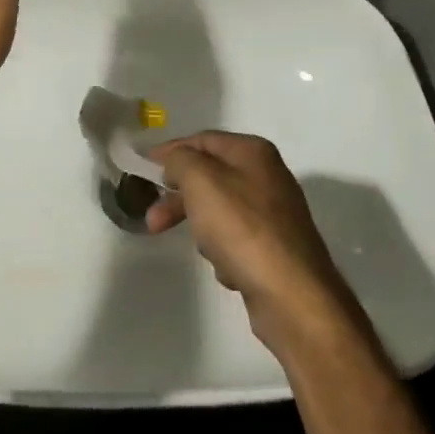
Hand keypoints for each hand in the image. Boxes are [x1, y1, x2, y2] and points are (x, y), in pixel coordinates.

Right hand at [147, 132, 348, 350]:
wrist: (291, 293)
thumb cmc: (241, 228)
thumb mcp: (201, 181)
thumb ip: (181, 160)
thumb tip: (176, 160)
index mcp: (253, 152)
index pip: (202, 140)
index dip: (170, 151)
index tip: (143, 167)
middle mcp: (267, 176)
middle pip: (209, 177)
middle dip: (178, 198)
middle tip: (153, 220)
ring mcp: (274, 213)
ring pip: (220, 210)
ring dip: (201, 227)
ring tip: (203, 249)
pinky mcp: (275, 247)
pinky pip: (236, 240)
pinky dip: (224, 251)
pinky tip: (227, 268)